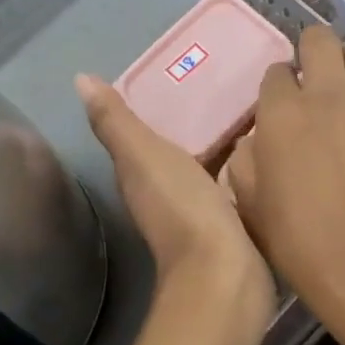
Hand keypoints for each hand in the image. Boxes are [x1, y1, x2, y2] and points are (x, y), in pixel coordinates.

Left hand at [76, 74, 274, 323]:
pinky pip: (235, 185)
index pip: (141, 137)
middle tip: (227, 82)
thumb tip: (80, 79)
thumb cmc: (182, 208)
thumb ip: (117, 122)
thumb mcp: (144, 156)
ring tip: (251, 108)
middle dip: (196, 122)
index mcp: (140, 176)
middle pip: (177, 150)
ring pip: (207, 167)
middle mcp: (164, 195)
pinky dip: (243, 167)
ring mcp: (201, 212)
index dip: (156, 107)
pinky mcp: (234, 224)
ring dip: (222, 143)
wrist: (224, 272)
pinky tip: (264, 151)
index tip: (183, 72)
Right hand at [224, 26, 344, 310]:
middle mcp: (327, 95)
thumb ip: (245, 158)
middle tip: (313, 72)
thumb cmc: (296, 238)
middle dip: (311, 49)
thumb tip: (256, 139)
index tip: (280, 101)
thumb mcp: (248, 200)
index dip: (277, 83)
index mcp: (281, 112)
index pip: (276, 73)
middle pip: (320, 40)